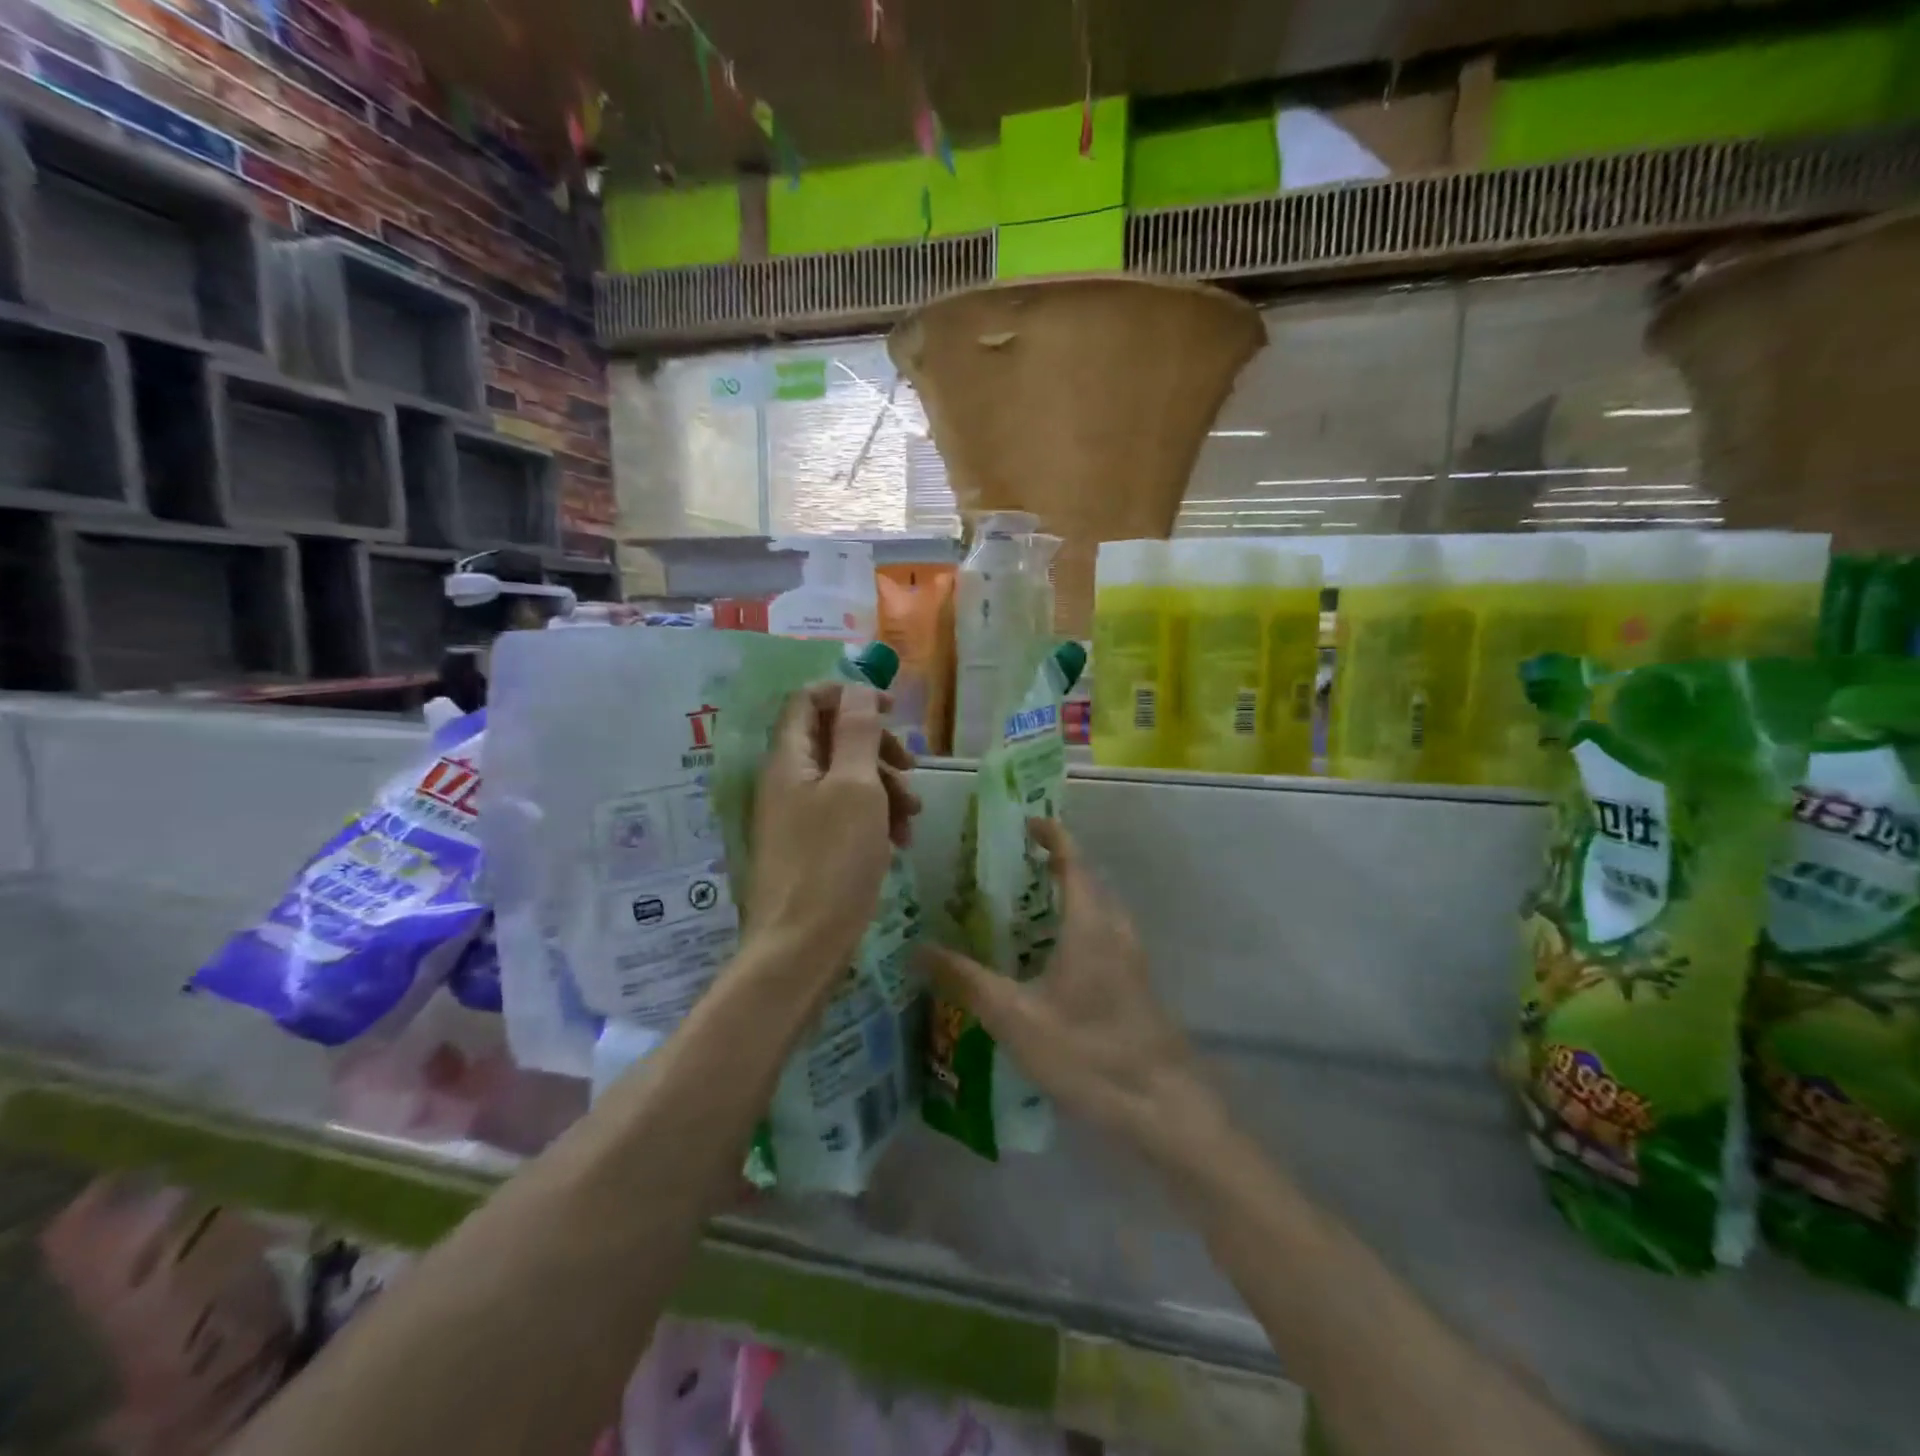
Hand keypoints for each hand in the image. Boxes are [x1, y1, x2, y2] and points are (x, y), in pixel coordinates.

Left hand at [745, 682, 918, 977]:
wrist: (801, 948)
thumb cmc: (832, 862)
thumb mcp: (856, 787)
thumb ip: (858, 731)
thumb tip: (857, 686)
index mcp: (789, 758)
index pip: (809, 699)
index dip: (850, 694)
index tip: (891, 711)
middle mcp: (787, 780)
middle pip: (834, 738)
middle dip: (878, 748)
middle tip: (911, 769)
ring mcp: (797, 816)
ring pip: (846, 778)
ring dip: (884, 787)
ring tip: (912, 818)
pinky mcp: (811, 846)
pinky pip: (845, 814)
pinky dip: (874, 818)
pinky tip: (898, 842)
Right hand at [924, 820, 1220, 1162]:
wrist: (1163, 1107)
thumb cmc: (1088, 1052)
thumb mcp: (1015, 1018)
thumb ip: (966, 981)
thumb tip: (918, 949)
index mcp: (1090, 923)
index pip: (1072, 860)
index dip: (1052, 836)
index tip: (1025, 822)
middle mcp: (1115, 929)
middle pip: (1086, 880)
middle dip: (1053, 864)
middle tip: (1010, 865)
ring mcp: (1131, 957)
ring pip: (1096, 910)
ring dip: (1065, 896)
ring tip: (1022, 906)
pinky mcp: (1134, 983)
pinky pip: (1102, 934)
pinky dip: (1075, 925)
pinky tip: (1047, 958)